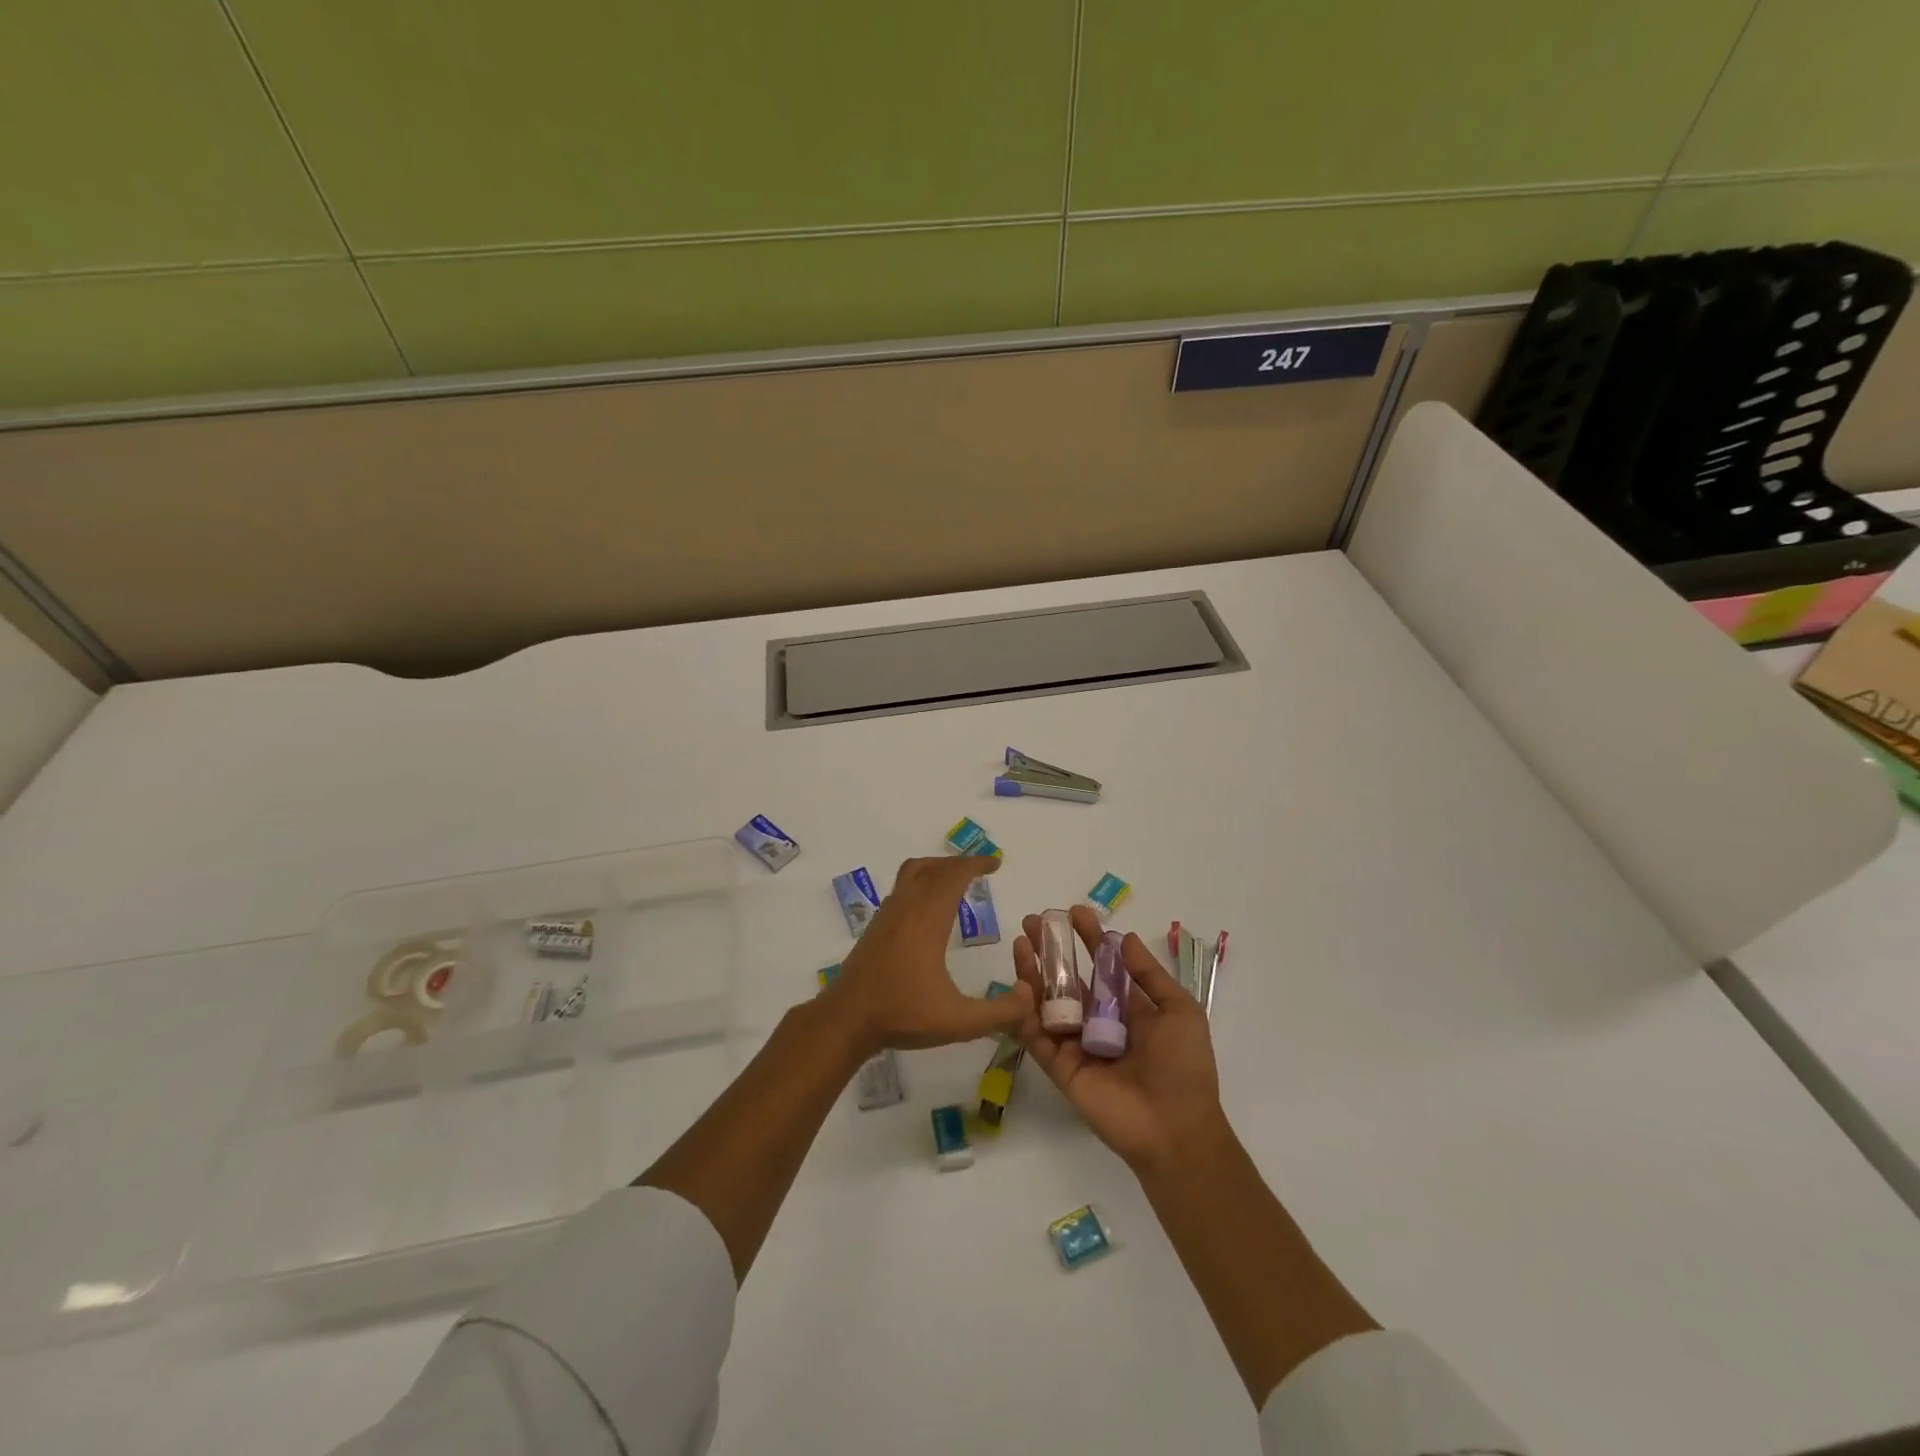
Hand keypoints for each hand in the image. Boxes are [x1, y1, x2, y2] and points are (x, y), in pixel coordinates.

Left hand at [820, 855, 1031, 1056]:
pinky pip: (901, 888)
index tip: (996, 863)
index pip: (954, 876)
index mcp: (928, 919)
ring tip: (955, 879)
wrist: (846, 1020)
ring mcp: (887, 914)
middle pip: (934, 868)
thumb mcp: (958, 1021)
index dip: (976, 864)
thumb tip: (1029, 997)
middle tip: (982, 870)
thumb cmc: (902, 1015)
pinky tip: (927, 908)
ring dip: (937, 868)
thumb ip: (999, 1012)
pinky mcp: (875, 926)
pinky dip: (920, 882)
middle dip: (960, 864)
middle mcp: (906, 908)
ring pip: (912, 872)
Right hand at [1012, 905, 1224, 1173]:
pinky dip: (1025, 1012)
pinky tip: (1020, 984)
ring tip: (1021, 944)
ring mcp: (1077, 1044)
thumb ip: (1148, 975)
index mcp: (1128, 1009)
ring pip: (1047, 1002)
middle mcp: (1098, 1022)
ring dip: (1032, 972)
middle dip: (1051, 949)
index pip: (1102, 964)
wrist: (1176, 1128)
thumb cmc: (1184, 1066)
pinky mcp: (1060, 1067)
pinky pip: (1038, 1036)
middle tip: (1033, 922)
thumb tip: (1124, 938)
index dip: (1089, 937)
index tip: (1074, 912)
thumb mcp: (1179, 1011)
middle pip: (1068, 979)